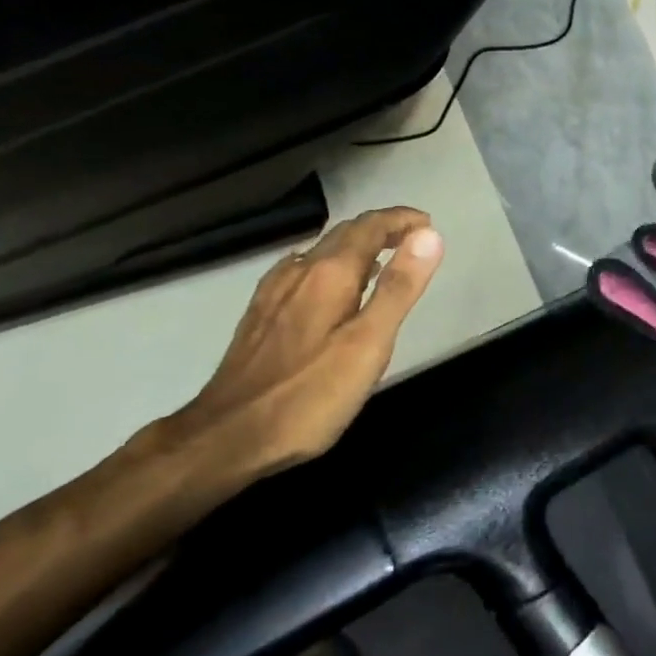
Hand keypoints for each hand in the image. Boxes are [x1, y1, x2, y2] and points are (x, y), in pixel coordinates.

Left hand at [166, 206, 443, 480]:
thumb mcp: (368, 345)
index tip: (428, 224)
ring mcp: (275, 291)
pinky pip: (301, 271)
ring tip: (380, 261)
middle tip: (413, 241)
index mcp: (330, 273)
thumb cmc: (309, 395)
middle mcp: (300, 271)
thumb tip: (429, 236)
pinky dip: (328, 266)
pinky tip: (327, 287)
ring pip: (321, 251)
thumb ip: (399, 288)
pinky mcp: (260, 313)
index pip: (371, 227)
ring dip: (355, 246)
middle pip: (345, 233)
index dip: (401, 219)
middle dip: (381, 229)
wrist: (226, 436)